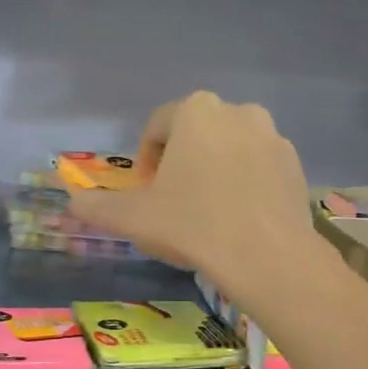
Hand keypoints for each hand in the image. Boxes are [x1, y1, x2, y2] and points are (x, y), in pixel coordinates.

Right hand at [66, 92, 322, 306]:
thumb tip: (71, 204)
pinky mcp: (295, 164)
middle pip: (196, 134)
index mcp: (195, 111)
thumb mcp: (133, 218)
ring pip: (230, 149)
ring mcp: (273, 136)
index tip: (146, 192)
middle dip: (181, 162)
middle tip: (174, 202)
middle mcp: (237, 111)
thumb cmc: (193, 226)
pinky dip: (245, 183)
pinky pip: (259, 167)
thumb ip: (97, 207)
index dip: (145, 160)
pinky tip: (239, 219)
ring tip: (208, 212)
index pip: (157, 126)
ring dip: (214, 170)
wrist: (267, 257)